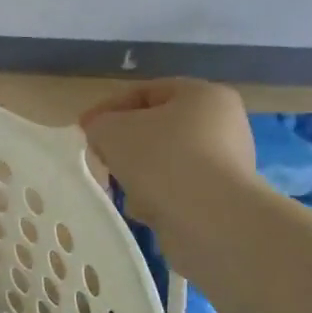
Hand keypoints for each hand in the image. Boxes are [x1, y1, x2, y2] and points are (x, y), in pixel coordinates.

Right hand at [80, 79, 257, 232]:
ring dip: (138, 174)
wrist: (209, 220)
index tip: (84, 129)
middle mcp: (224, 125)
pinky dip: (157, 197)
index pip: (146, 92)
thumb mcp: (111, 130)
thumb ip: (99, 124)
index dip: (109, 108)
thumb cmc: (161, 159)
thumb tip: (103, 133)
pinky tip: (144, 209)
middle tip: (101, 158)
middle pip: (157, 129)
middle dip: (124, 145)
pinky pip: (177, 189)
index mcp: (204, 95)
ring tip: (122, 189)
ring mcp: (227, 164)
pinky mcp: (222, 198)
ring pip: (164, 162)